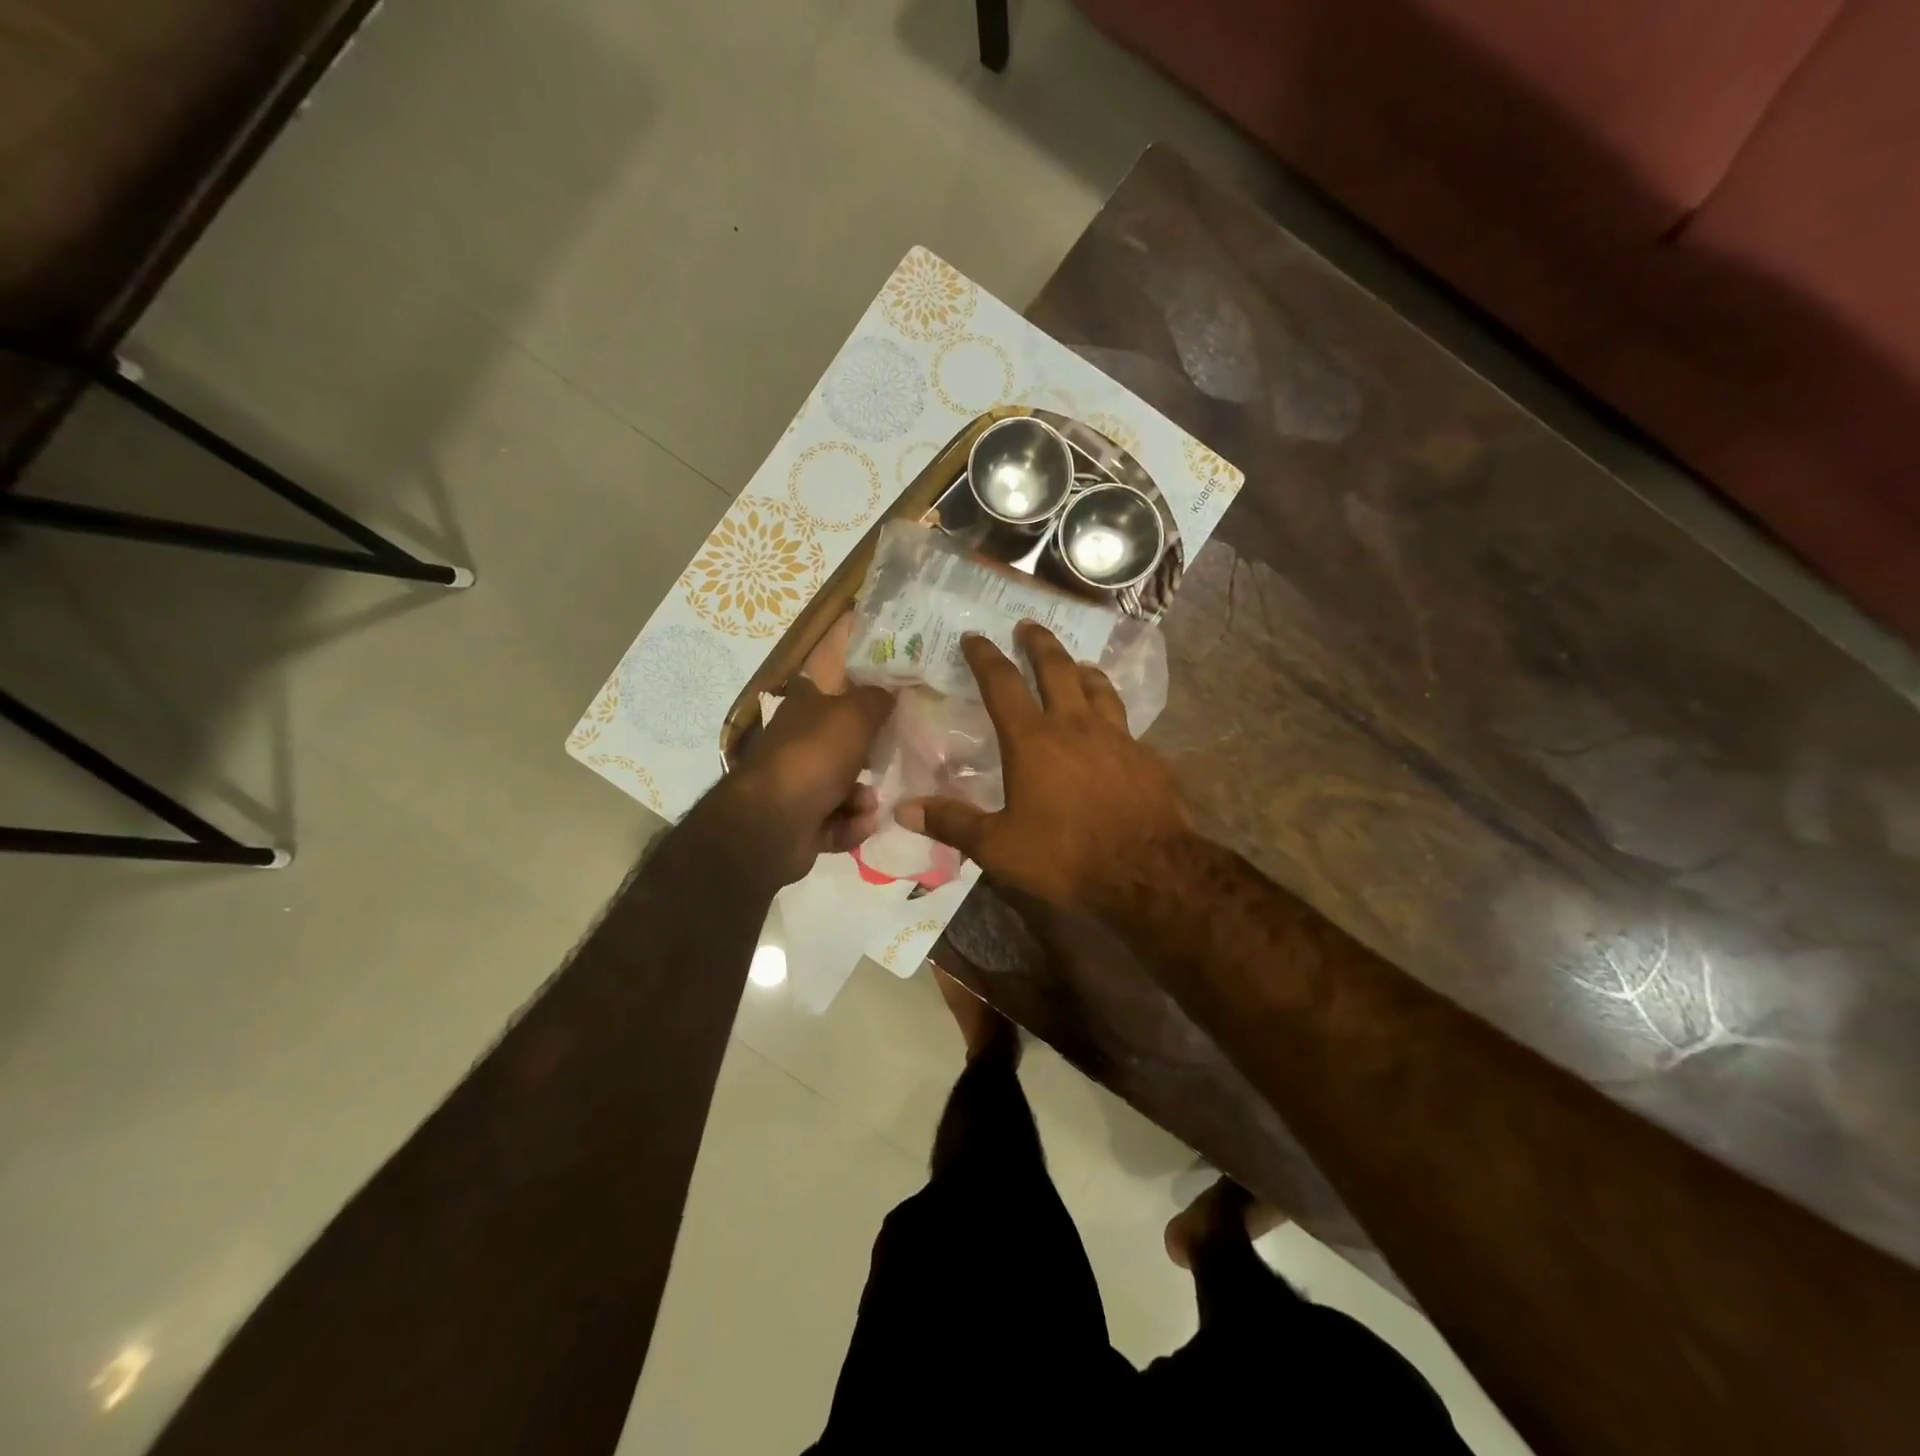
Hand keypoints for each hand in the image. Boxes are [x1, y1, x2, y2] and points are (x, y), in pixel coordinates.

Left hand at [721, 614, 893, 885]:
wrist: (773, 822)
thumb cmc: (815, 756)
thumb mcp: (854, 715)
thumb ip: (877, 699)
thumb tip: (891, 690)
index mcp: (802, 708)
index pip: (825, 687)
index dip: (853, 689)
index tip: (884, 700)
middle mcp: (796, 743)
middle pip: (840, 744)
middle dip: (868, 758)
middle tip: (888, 760)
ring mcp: (796, 785)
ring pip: (842, 788)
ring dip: (861, 798)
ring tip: (868, 805)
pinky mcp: (799, 823)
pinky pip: (836, 821)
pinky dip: (849, 824)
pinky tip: (859, 825)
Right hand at [895, 620, 1190, 911]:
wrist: (1146, 873)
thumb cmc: (1064, 856)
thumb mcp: (998, 847)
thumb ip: (952, 823)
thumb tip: (903, 809)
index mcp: (1033, 740)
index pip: (1002, 684)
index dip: (985, 657)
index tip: (974, 637)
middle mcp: (1075, 726)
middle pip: (1056, 669)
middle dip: (1038, 644)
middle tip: (1028, 626)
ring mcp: (1117, 738)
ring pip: (1098, 687)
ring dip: (1081, 670)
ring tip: (1075, 664)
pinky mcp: (1146, 757)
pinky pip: (1125, 723)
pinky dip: (1111, 713)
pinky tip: (1112, 728)